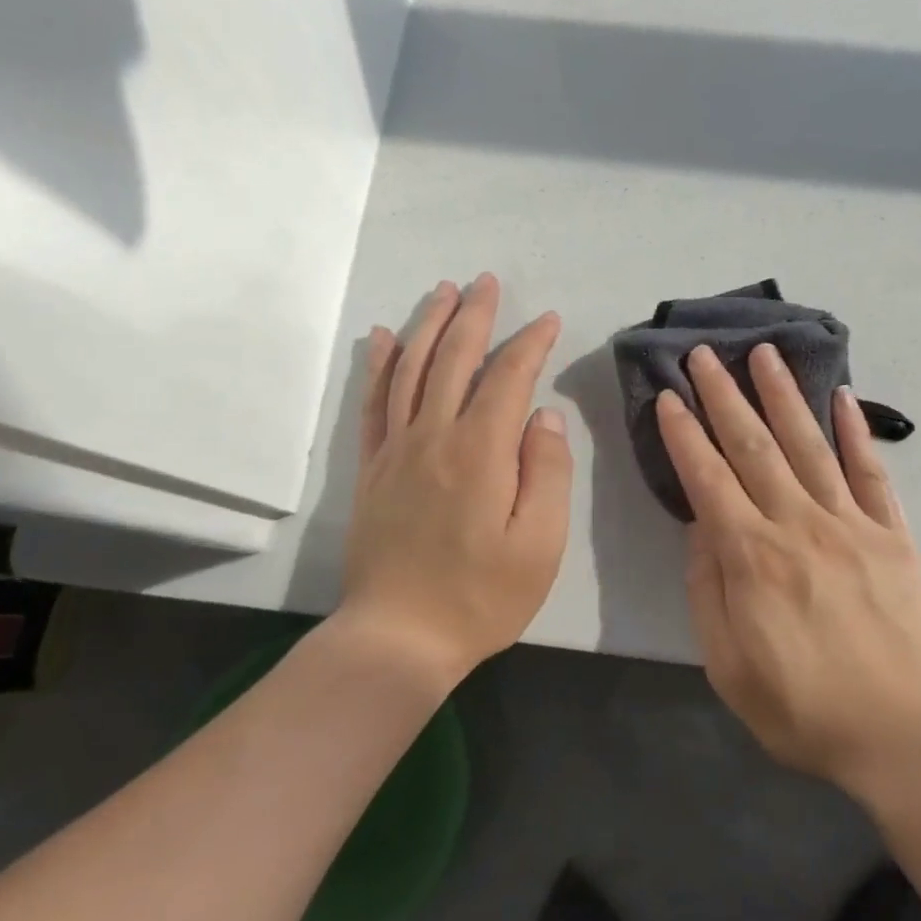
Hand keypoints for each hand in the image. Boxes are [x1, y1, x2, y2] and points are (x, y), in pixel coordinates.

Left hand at [333, 275, 571, 687]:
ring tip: (443, 291)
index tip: (548, 320)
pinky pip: (373, 403)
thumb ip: (546, 473)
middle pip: (453, 359)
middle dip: (474, 316)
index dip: (529, 344)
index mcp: (480, 452)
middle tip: (487, 282)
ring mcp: (396, 450)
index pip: (508, 377)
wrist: (398, 638)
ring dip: (428, 325)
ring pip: (410, 370)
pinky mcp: (372, 470)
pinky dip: (378, 365)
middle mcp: (434, 436)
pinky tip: (382, 338)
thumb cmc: (481, 596)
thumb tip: (543, 416)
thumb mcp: (539, 544)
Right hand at [658, 344, 920, 790]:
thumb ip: (708, 589)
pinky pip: (872, 474)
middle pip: (755, 447)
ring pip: (811, 445)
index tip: (669, 396)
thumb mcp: (728, 665)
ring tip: (765, 353)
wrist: (902, 736)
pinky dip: (857, 433)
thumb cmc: (802, 710)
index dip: (685, 434)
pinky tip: (843, 398)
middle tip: (705, 354)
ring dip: (784, 396)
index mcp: (753, 558)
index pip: (708, 479)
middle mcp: (799, 525)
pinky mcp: (893, 536)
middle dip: (725, 396)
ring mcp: (852, 525)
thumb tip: (701, 526)